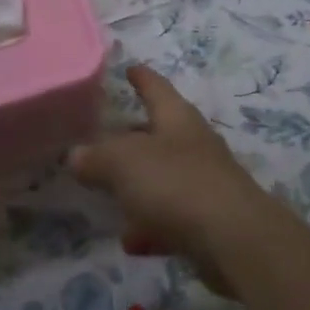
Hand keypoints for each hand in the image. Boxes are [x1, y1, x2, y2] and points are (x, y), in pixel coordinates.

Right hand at [68, 65, 278, 296]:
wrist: (234, 239)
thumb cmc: (176, 183)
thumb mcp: (125, 163)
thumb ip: (97, 158)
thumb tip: (76, 154)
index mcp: (177, 118)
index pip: (156, 87)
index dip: (141, 77)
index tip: (129, 68)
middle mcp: (193, 143)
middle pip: (159, 133)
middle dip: (133, 137)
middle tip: (104, 139)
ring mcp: (204, 182)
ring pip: (164, 177)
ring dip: (140, 186)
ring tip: (109, 197)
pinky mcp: (208, 221)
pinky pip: (171, 218)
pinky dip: (151, 225)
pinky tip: (132, 242)